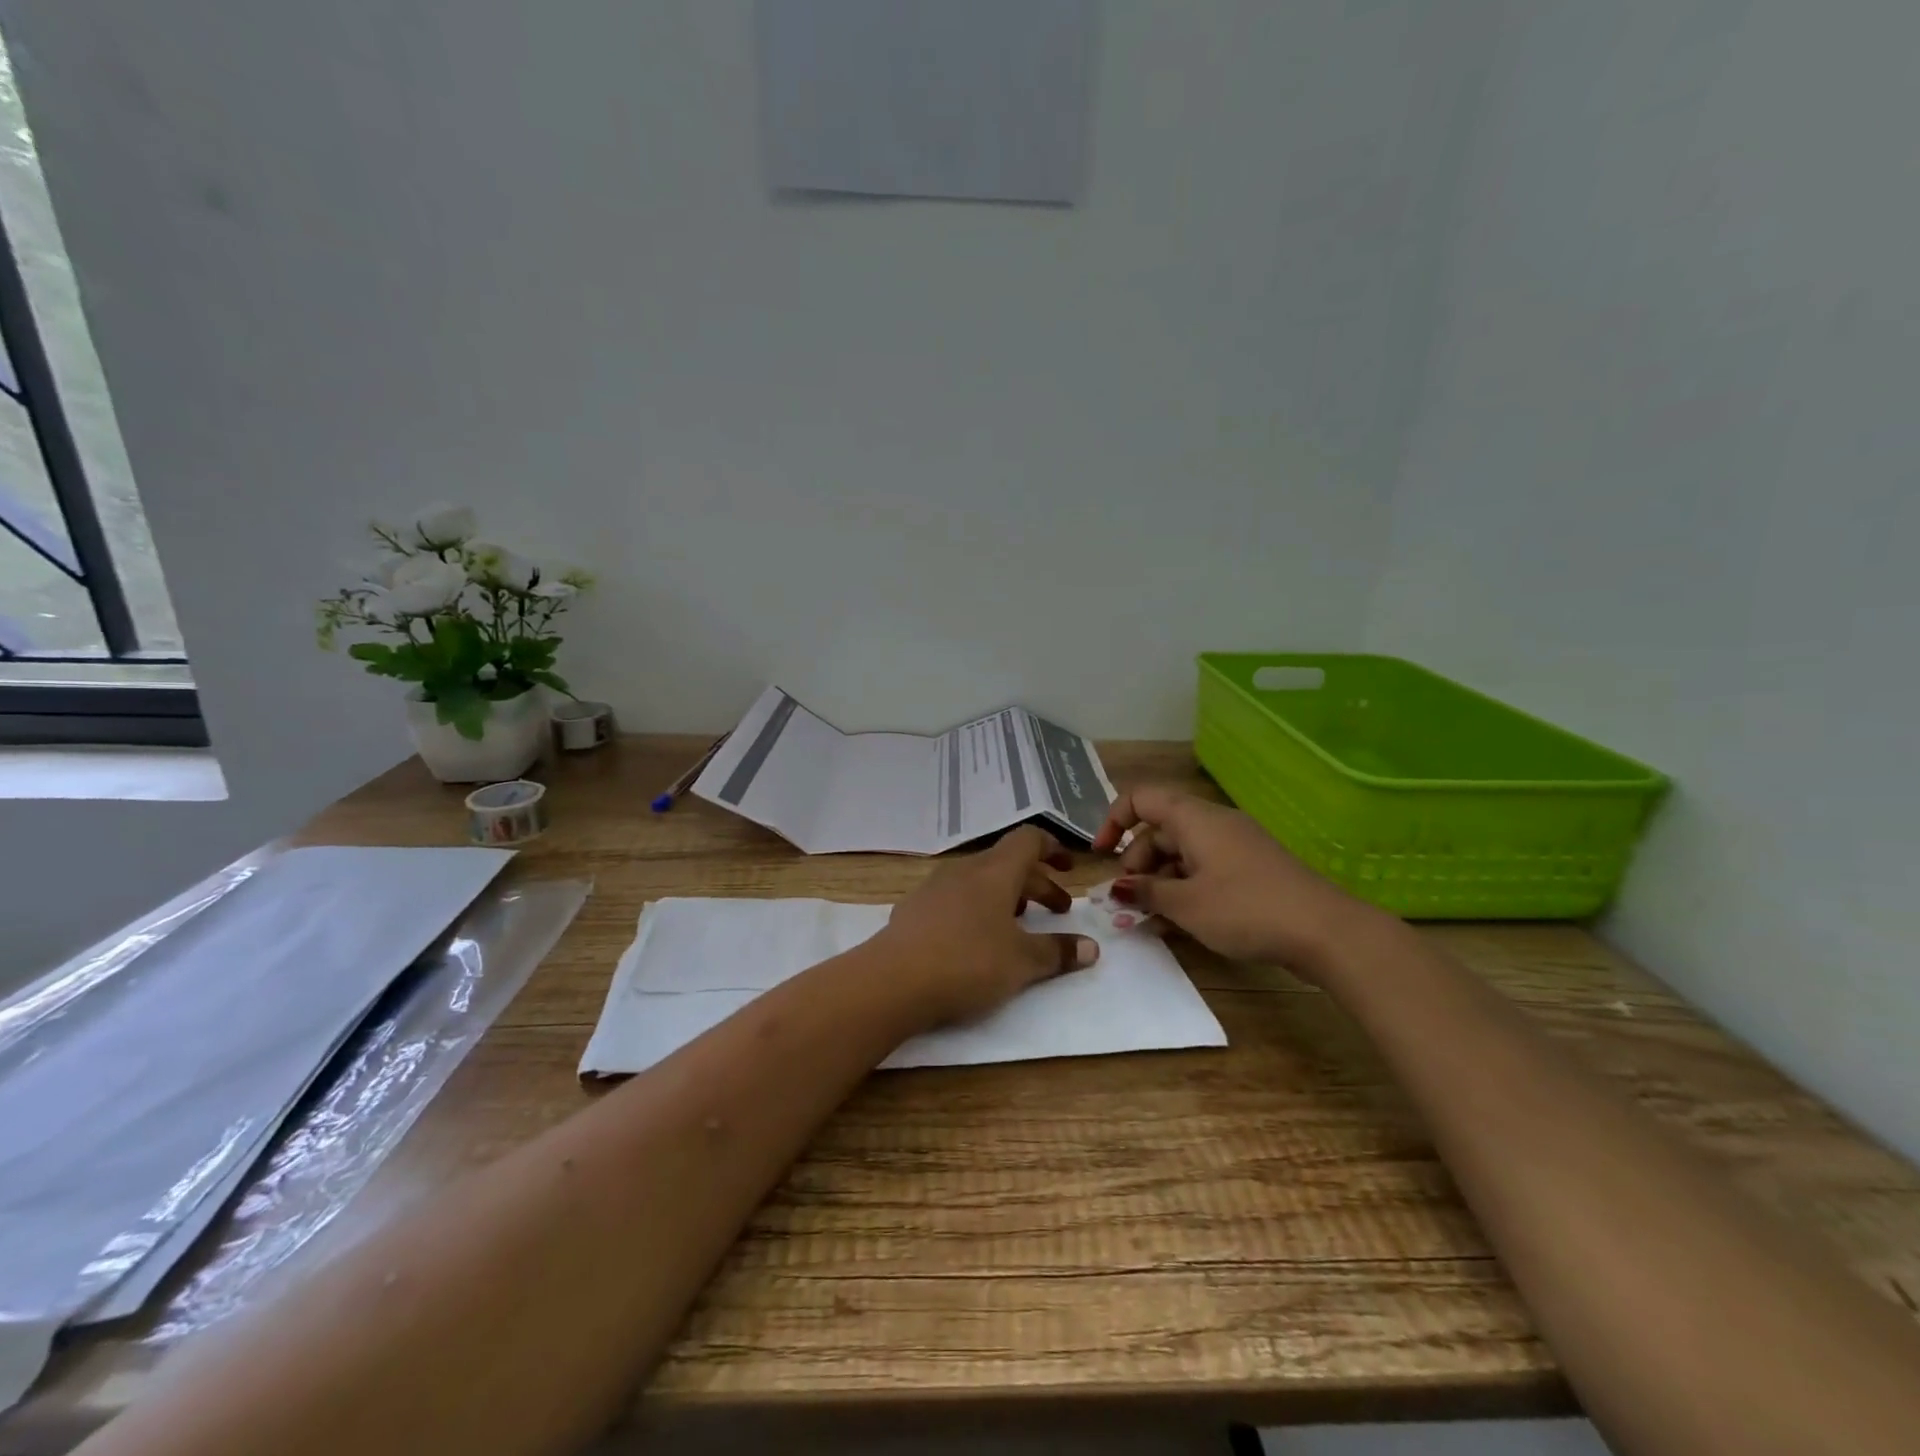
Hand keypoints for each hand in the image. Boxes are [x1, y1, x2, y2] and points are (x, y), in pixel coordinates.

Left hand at [877, 825, 1100, 1027]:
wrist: (893, 980)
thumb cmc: (968, 962)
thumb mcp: (1022, 962)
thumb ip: (1058, 952)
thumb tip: (1091, 948)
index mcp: (995, 871)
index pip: (1028, 839)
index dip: (1052, 848)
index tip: (1068, 868)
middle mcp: (965, 870)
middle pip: (1007, 864)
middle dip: (1038, 883)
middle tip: (1059, 910)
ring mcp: (935, 887)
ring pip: (980, 881)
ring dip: (1006, 896)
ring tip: (1019, 925)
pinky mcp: (914, 909)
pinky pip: (956, 898)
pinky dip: (977, 909)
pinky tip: (976, 940)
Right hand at [1090, 785, 1380, 978]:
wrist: (1325, 931)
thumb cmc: (1246, 909)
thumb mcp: (1187, 904)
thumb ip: (1146, 893)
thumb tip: (1118, 887)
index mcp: (1194, 818)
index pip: (1141, 798)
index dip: (1113, 820)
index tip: (1101, 854)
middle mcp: (1213, 823)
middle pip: (1160, 829)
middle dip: (1136, 862)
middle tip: (1128, 899)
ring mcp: (1235, 846)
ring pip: (1182, 852)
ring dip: (1159, 880)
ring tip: (1149, 918)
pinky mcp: (1251, 869)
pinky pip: (1204, 868)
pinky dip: (1184, 888)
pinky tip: (1178, 921)